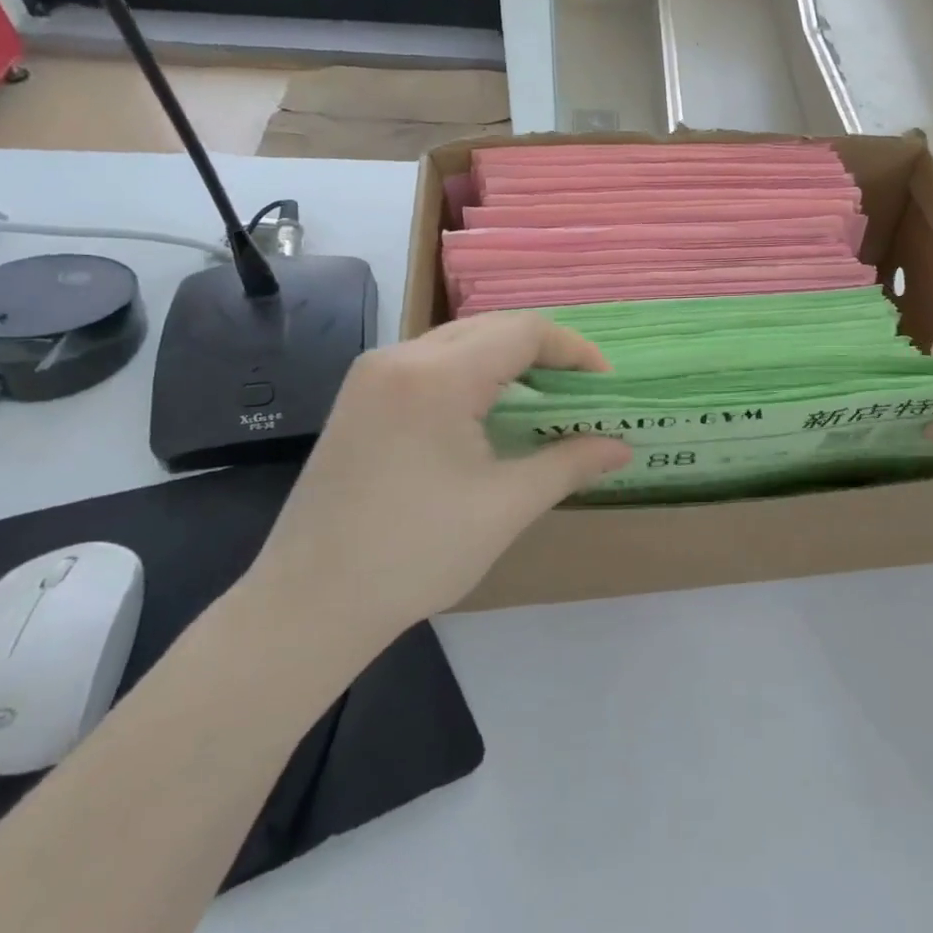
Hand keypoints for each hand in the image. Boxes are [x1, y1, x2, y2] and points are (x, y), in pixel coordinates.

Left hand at [243, 313, 630, 649]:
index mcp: (437, 376)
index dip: (573, 350)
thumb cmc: (416, 553)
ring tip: (542, 403)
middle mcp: (399, 358)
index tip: (605, 384)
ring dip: (506, 363)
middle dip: (543, 353)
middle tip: (579, 393)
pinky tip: (487, 415)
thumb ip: (570, 463)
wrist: (309, 603)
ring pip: (458, 343)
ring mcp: (371, 377)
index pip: (523, 331)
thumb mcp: (507, 506)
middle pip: (490, 328)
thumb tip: (623, 447)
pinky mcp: (358, 400)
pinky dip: (471, 377)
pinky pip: (429, 365)